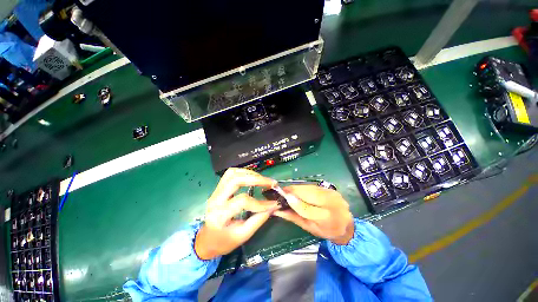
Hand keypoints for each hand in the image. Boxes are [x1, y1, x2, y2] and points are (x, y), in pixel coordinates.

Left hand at [195, 168, 278, 259]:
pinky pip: (230, 174)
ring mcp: (215, 191)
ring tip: (262, 179)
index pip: (242, 201)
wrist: (207, 239)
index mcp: (220, 215)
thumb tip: (273, 206)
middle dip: (256, 179)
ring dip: (250, 173)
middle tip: (271, 183)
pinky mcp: (218, 188)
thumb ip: (258, 220)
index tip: (274, 203)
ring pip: (232, 173)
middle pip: (236, 180)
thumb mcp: (242, 236)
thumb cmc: (224, 241)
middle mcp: (216, 199)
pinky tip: (252, 177)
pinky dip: (243, 172)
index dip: (260, 203)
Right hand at [273, 185, 353, 244]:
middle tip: (283, 190)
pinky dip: (305, 187)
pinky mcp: (331, 189)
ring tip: (289, 190)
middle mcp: (331, 204)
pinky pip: (315, 186)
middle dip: (294, 190)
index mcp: (326, 219)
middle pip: (309, 194)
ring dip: (298, 187)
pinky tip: (300, 190)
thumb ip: (293, 217)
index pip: (307, 209)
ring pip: (311, 188)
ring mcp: (333, 195)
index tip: (283, 196)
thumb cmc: (325, 230)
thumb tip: (278, 210)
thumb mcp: (308, 227)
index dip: (294, 201)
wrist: (346, 225)